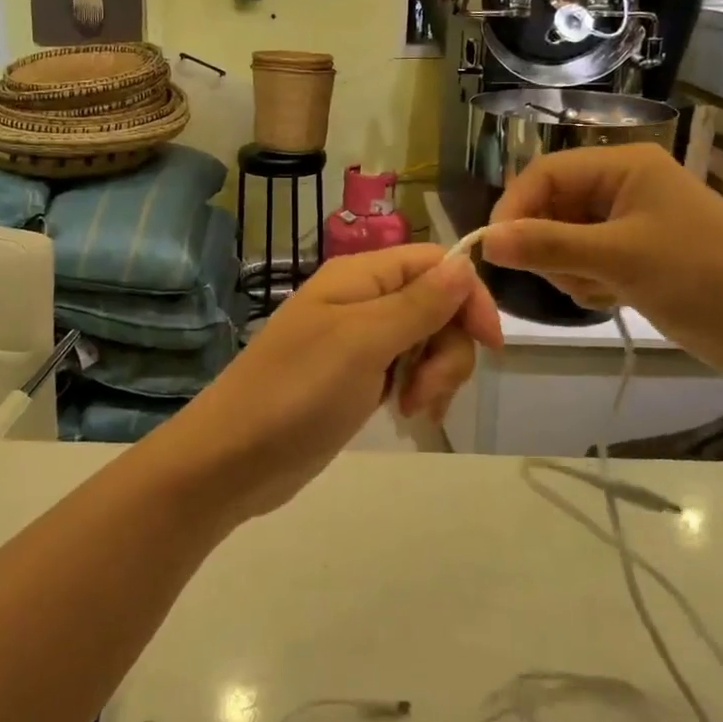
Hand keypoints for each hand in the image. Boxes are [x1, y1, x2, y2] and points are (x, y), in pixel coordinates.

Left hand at [163, 245, 501, 517]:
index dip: (468, 296)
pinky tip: (407, 416)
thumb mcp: (363, 342)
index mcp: (359, 276)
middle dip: (447, 349)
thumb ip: (417, 303)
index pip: (434, 263)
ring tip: (412, 411)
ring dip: (434, 375)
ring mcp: (357, 341)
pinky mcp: (356, 378)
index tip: (489, 345)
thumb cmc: (297, 392)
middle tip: (426, 393)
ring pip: (425, 342)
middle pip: (436, 305)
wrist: (234, 458)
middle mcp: (361, 300)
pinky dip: (416, 390)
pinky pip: (406, 371)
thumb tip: (464, 264)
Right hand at [482, 144, 722, 380]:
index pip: (544, 173)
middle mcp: (621, 185)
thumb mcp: (619, 258)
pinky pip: (580, 260)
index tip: (494, 249)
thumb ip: (548, 245)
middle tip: (562, 276)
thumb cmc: (701, 278)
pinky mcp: (630, 254)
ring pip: (560, 237)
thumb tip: (485, 241)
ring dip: (566, 268)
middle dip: (545, 244)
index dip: (514, 207)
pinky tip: (611, 297)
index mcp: (623, 166)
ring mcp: (626, 221)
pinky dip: (584, 281)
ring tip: (598, 289)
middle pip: (550, 205)